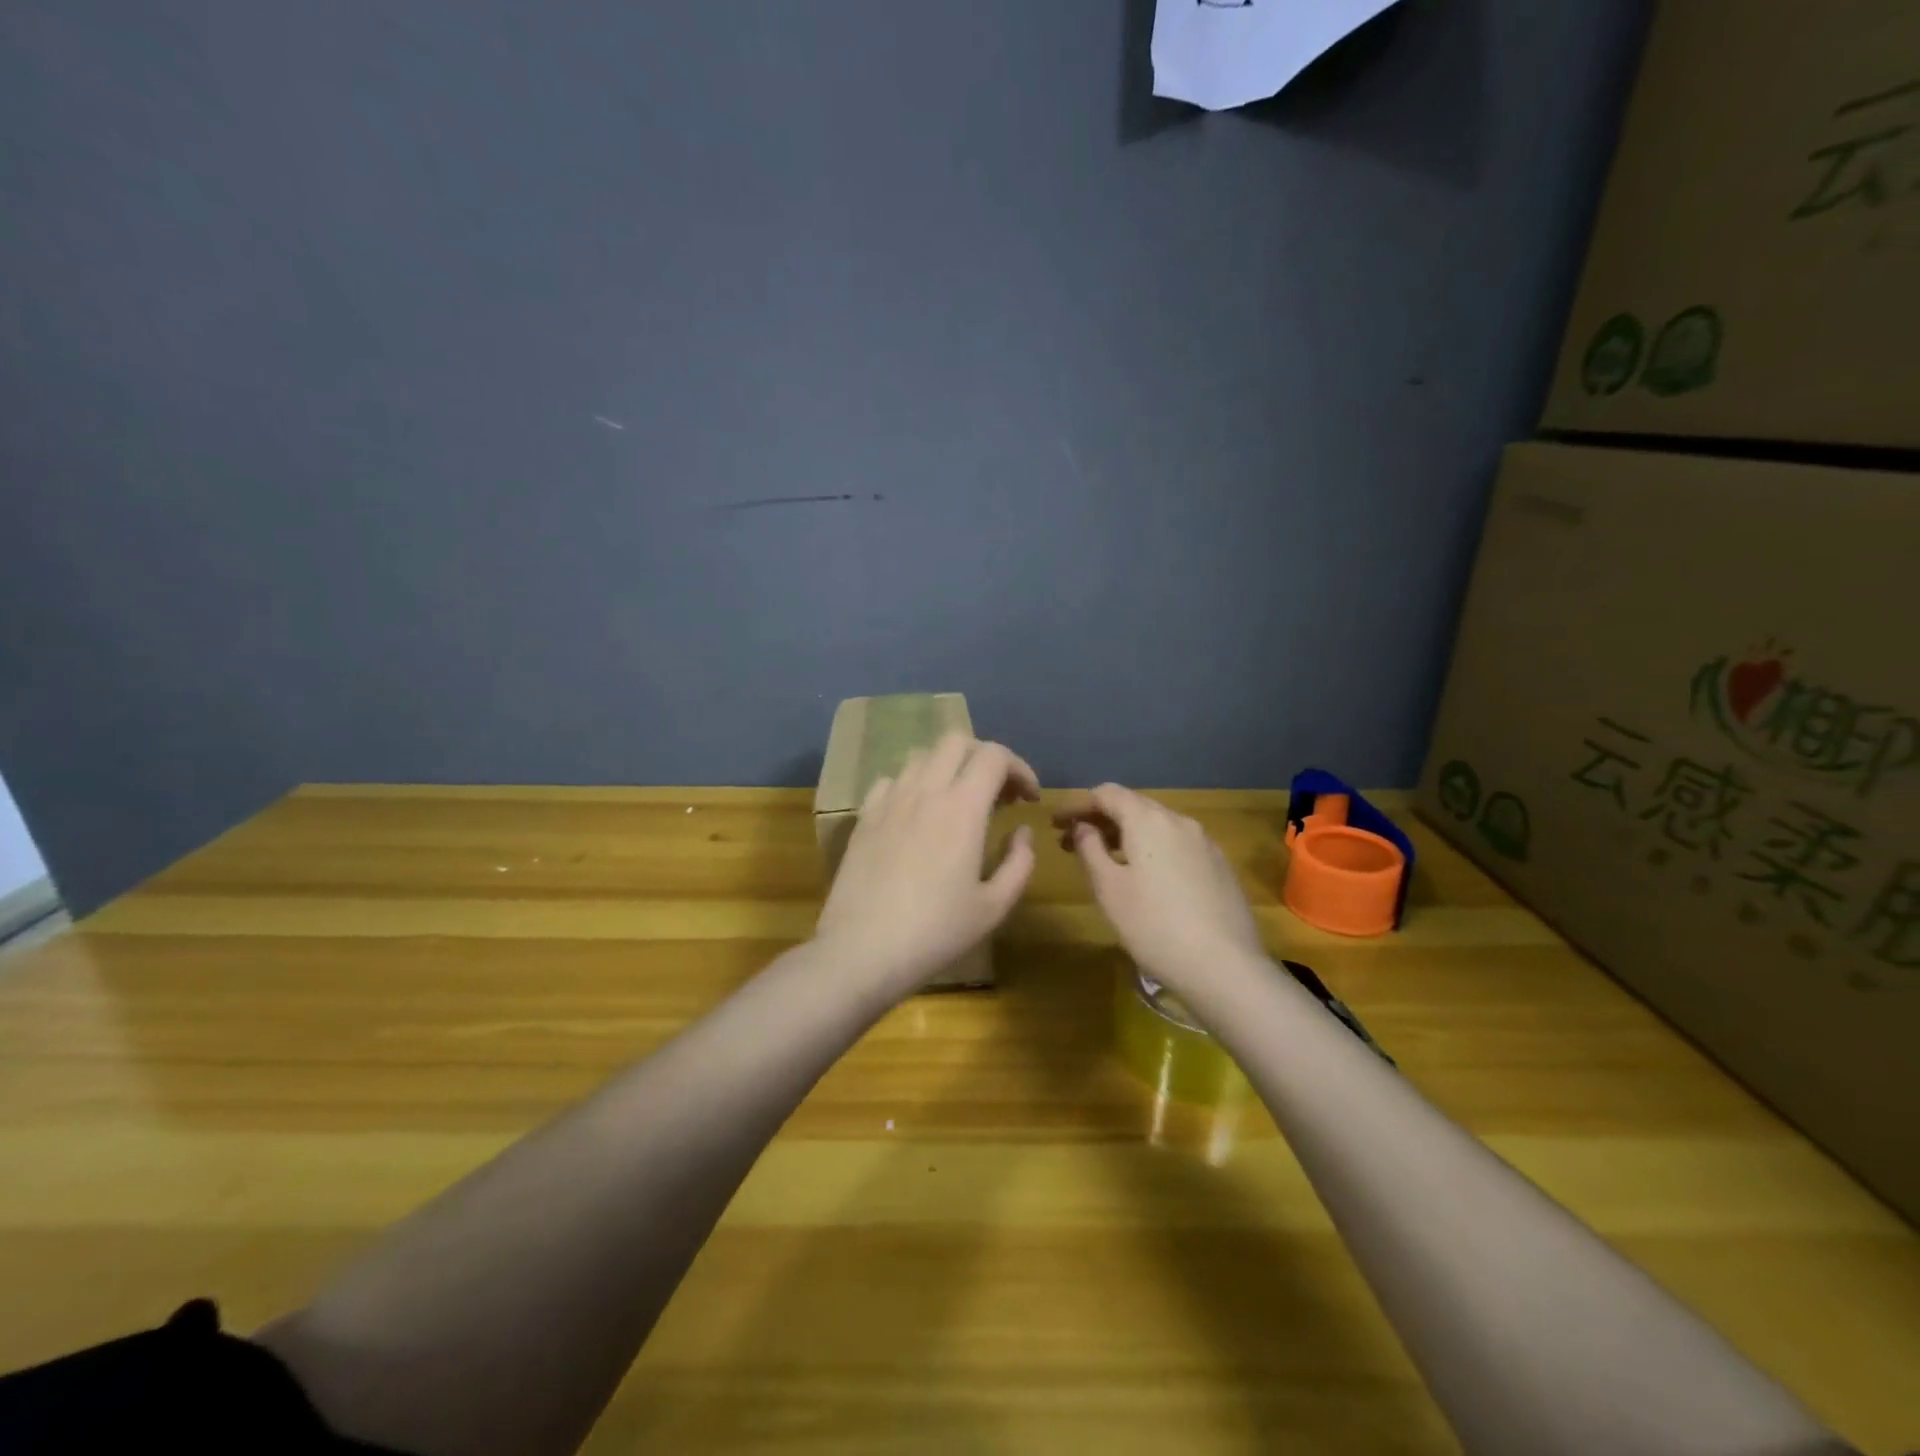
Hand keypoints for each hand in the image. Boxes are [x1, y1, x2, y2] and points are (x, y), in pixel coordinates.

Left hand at [816, 733, 1040, 997]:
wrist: (862, 950)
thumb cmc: (935, 932)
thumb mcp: (994, 907)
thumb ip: (1019, 862)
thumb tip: (1021, 832)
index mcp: (962, 808)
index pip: (994, 756)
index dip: (1019, 768)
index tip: (1028, 798)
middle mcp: (925, 791)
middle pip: (956, 741)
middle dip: (984, 757)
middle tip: (997, 794)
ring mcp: (889, 801)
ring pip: (922, 756)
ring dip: (948, 767)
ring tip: (959, 801)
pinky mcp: (864, 817)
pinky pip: (892, 780)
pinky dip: (913, 785)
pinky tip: (918, 814)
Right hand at [1055, 784, 1265, 994]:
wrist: (1225, 968)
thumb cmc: (1154, 926)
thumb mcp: (1108, 889)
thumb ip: (1090, 849)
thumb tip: (1082, 827)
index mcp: (1149, 820)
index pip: (1106, 793)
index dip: (1077, 805)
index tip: (1055, 824)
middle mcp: (1180, 821)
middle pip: (1133, 806)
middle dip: (1101, 819)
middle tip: (1073, 844)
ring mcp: (1205, 843)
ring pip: (1157, 825)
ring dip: (1127, 835)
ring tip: (1106, 860)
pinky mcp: (1220, 866)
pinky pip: (1177, 844)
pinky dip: (1152, 849)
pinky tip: (1145, 877)